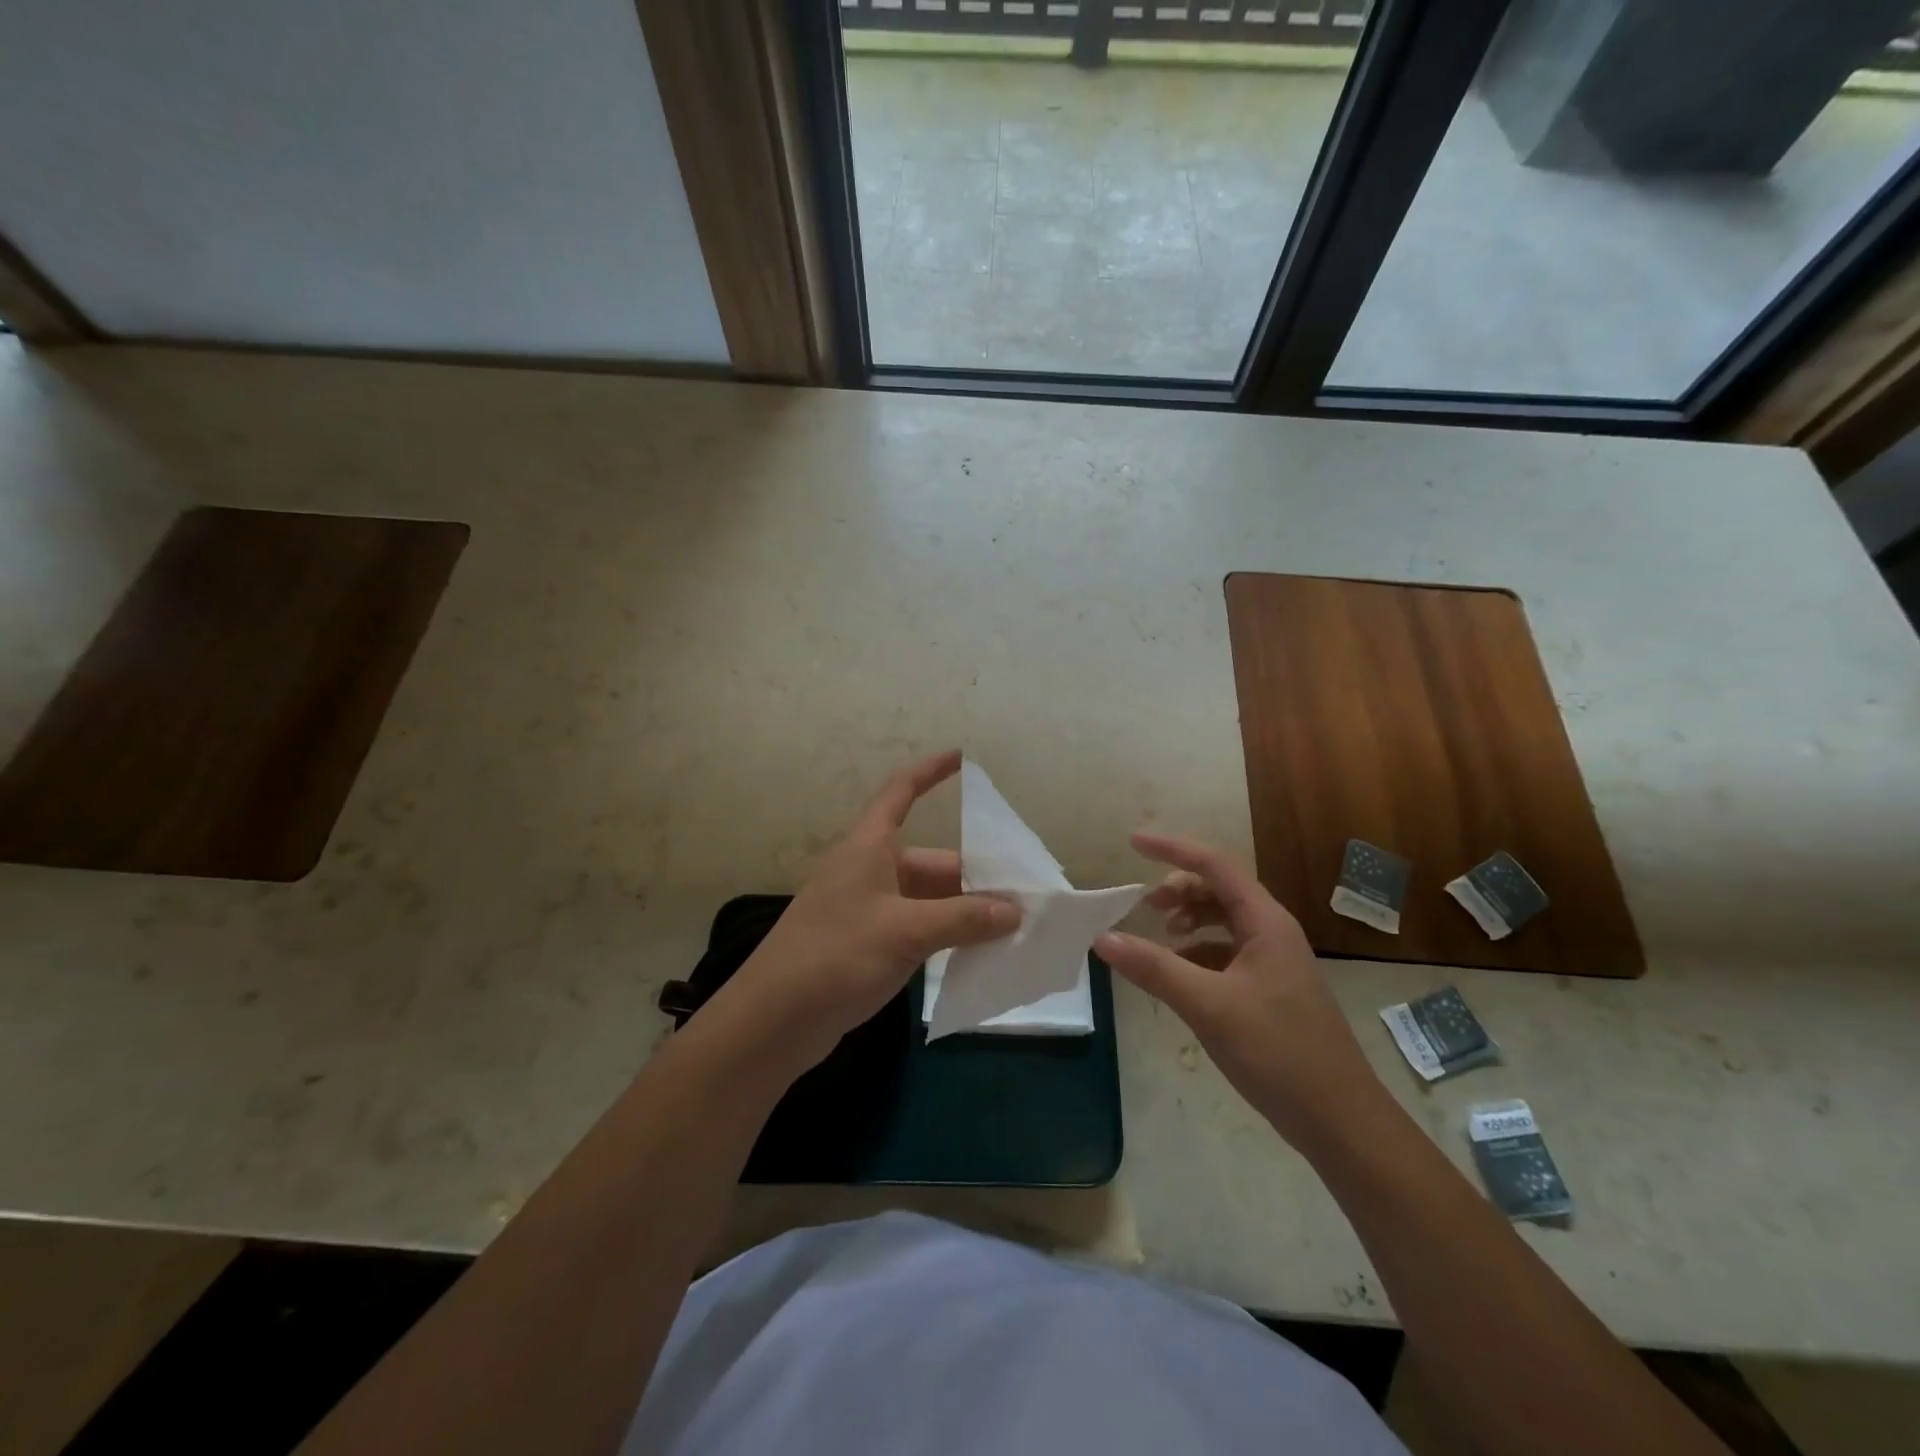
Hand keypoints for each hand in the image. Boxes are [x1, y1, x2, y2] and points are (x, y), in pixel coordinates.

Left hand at [718, 751, 1020, 1074]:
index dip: (929, 772)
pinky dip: (946, 936)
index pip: (900, 792)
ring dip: (964, 912)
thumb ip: (963, 919)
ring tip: (1012, 930)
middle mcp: (870, 870)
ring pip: (929, 900)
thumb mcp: (906, 930)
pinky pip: (918, 929)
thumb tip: (1015, 911)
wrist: (774, 1019)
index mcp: (869, 847)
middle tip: (1023, 899)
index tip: (961, 757)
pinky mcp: (867, 945)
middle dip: (975, 878)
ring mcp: (868, 909)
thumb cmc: (836, 954)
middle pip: (932, 863)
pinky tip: (976, 955)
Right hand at [1095, 832, 1385, 1153]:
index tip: (1132, 842)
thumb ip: (1154, 969)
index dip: (1172, 849)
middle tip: (1145, 906)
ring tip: (1160, 936)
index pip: (1214, 865)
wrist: (1340, 1119)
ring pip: (1224, 922)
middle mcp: (1272, 933)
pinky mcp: (1271, 990)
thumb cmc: (1278, 1051)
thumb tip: (1103, 939)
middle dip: (1179, 888)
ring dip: (1190, 919)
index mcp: (1265, 922)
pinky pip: (1227, 953)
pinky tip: (1179, 975)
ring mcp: (1274, 962)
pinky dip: (1198, 952)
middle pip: (1219, 890)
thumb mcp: (1208, 1006)